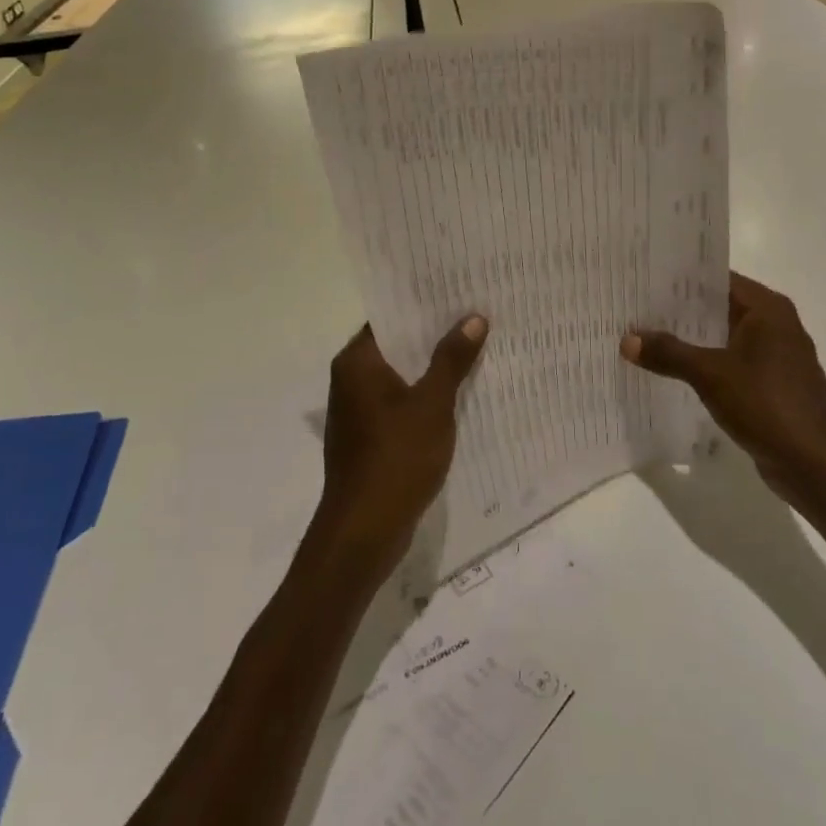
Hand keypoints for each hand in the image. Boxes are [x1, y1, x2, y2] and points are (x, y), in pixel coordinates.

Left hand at [314, 317, 488, 577]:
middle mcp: (350, 380)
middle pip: (396, 346)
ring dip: (430, 367)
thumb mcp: (432, 404)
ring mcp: (357, 411)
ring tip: (474, 349)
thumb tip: (474, 318)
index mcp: (357, 362)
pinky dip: (423, 396)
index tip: (457, 292)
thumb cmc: (396, 458)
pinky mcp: (368, 438)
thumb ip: (451, 359)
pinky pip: (399, 403)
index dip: (422, 305)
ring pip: (399, 376)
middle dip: (433, 336)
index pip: (389, 317)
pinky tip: (457, 395)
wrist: (364, 533)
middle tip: (475, 317)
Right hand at [621, 273, 825, 500]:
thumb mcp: (710, 375)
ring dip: (691, 339)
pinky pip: (732, 362)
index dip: (681, 278)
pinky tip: (674, 371)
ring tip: (646, 336)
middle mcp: (775, 324)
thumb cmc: (767, 405)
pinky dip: (706, 362)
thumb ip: (669, 353)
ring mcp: (776, 356)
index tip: (644, 278)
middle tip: (636, 307)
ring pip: (725, 336)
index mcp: (767, 308)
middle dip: (680, 309)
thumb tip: (627, 339)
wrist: (817, 466)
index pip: (718, 278)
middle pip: (720, 306)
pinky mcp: (773, 385)